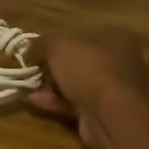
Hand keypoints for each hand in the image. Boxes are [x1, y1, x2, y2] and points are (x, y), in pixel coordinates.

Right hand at [30, 30, 148, 148]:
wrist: (110, 114)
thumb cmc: (89, 68)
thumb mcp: (58, 46)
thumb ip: (41, 44)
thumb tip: (29, 50)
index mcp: (117, 37)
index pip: (83, 34)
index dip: (58, 41)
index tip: (37, 49)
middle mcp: (120, 61)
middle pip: (80, 60)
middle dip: (53, 66)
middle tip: (32, 69)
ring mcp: (114, 89)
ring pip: (77, 84)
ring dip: (52, 86)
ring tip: (27, 86)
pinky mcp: (105, 112)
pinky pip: (76, 103)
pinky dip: (56, 102)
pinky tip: (34, 101)